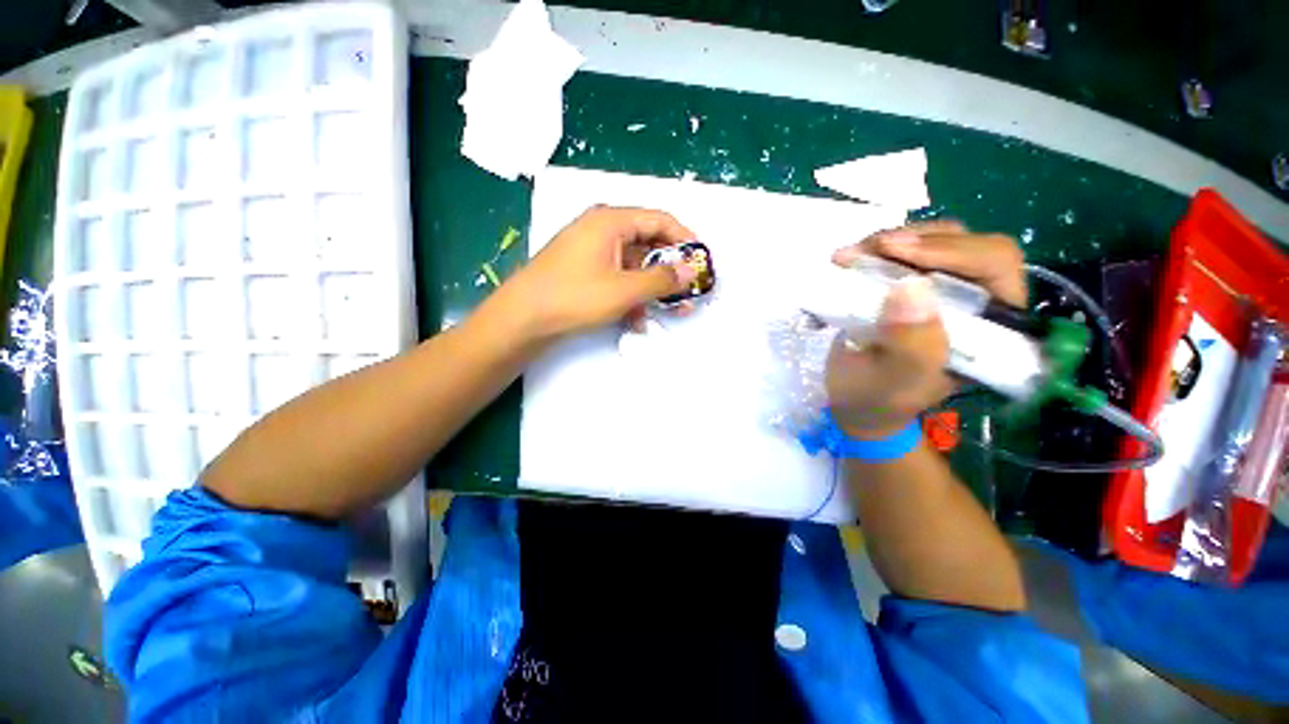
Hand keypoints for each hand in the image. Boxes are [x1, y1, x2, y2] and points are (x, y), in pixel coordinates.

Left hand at [490, 206, 697, 341]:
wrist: (523, 320)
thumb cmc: (575, 297)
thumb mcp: (625, 290)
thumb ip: (662, 280)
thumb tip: (691, 271)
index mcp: (611, 221)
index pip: (660, 220)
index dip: (685, 239)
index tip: (700, 261)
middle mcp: (602, 229)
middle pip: (648, 244)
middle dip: (669, 271)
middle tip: (687, 291)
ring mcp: (592, 251)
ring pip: (633, 266)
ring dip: (651, 289)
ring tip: (669, 312)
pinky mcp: (585, 271)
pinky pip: (617, 278)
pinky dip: (630, 296)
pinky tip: (637, 320)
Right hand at [825, 221, 1025, 437]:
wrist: (855, 400)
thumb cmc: (878, 399)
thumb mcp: (893, 383)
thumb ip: (910, 347)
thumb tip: (912, 288)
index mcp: (991, 328)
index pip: (995, 266)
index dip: (952, 250)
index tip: (894, 252)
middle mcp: (975, 301)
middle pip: (963, 243)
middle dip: (913, 240)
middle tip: (865, 250)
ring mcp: (941, 290)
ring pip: (931, 241)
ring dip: (888, 241)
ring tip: (849, 256)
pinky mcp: (910, 286)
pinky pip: (901, 252)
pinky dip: (873, 251)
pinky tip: (849, 260)